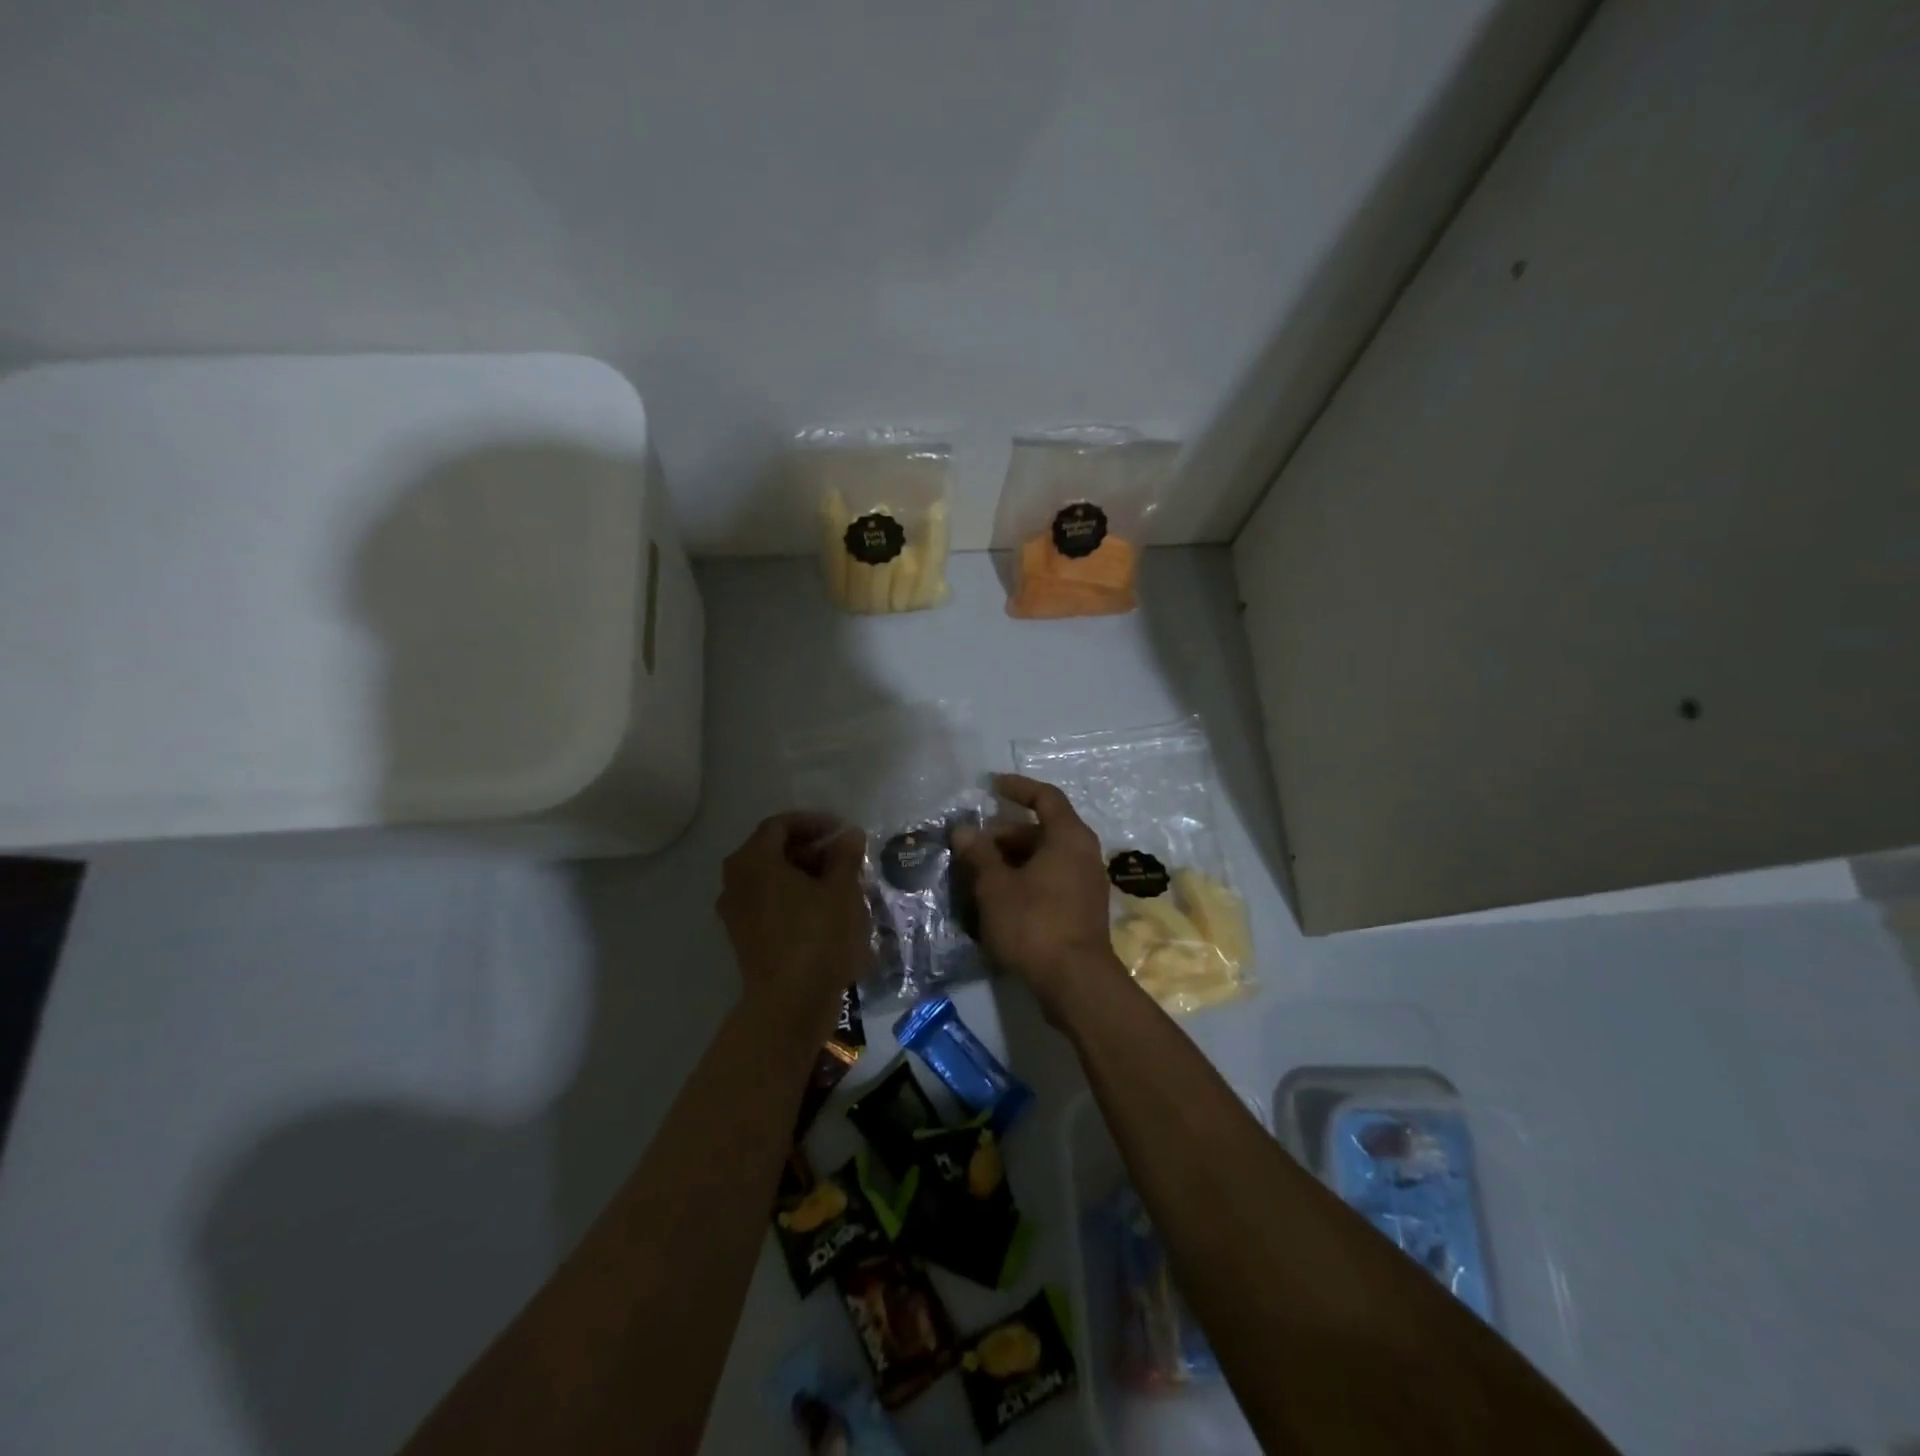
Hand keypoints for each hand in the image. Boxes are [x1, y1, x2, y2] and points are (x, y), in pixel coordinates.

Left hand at [717, 812, 869, 1032]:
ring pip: (771, 879)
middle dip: (810, 849)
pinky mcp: (744, 938)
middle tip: (844, 857)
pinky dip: (793, 898)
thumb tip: (849, 835)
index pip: (780, 825)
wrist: (790, 1003)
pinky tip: (824, 909)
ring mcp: (736, 912)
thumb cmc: (817, 935)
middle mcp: (735, 881)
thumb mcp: (842, 890)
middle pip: (772, 851)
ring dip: (803, 874)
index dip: (813, 822)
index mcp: (753, 860)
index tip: (842, 831)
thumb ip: (845, 856)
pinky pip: (768, 903)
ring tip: (839, 883)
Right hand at [952, 774, 1122, 1018]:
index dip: (1018, 788)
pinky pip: (1051, 880)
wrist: (1075, 982)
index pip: (1045, 797)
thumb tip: (963, 830)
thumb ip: (979, 854)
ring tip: (979, 873)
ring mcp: (1087, 883)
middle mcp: (1084, 853)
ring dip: (1013, 860)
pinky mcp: (1082, 910)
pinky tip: (999, 898)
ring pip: (1045, 858)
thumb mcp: (996, 886)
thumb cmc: (1034, 923)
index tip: (991, 786)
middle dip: (1005, 834)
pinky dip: (1025, 879)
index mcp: (1069, 837)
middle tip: (973, 846)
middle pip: (1043, 830)